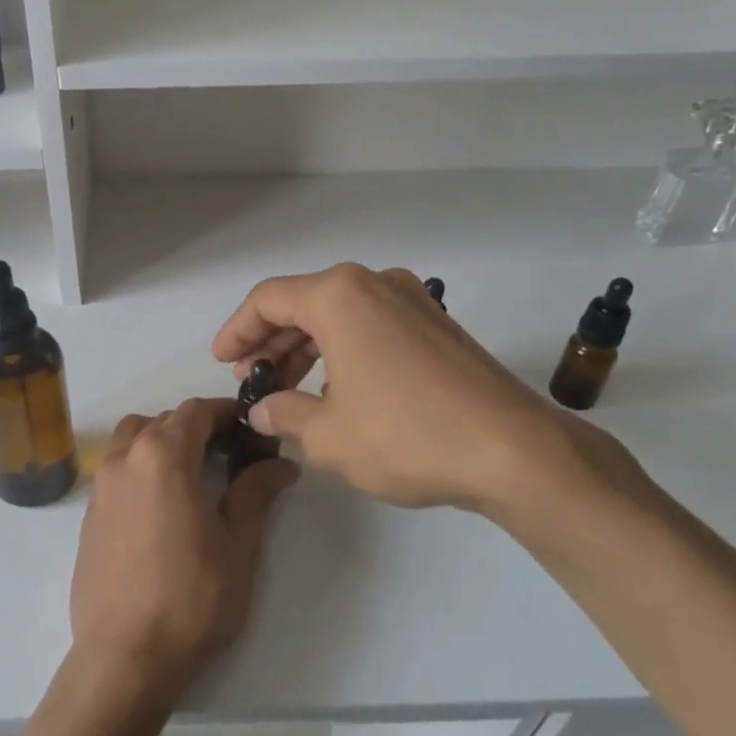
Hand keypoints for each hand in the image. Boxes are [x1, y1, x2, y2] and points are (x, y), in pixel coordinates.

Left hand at [70, 399, 299, 702]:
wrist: (126, 656)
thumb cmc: (192, 598)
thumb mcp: (238, 545)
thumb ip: (256, 494)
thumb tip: (281, 465)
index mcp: (162, 456)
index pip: (196, 411)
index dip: (225, 413)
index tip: (249, 428)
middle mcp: (124, 459)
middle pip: (162, 421)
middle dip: (196, 427)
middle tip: (228, 453)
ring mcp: (100, 487)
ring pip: (131, 440)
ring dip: (161, 442)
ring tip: (190, 474)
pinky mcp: (89, 516)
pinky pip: (116, 470)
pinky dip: (140, 468)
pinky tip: (161, 506)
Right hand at [212, 264, 651, 534]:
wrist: (513, 451)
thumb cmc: (406, 436)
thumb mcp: (327, 435)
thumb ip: (284, 414)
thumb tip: (262, 409)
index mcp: (339, 296)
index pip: (268, 300)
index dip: (237, 331)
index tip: (222, 363)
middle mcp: (375, 284)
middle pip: (304, 302)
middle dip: (271, 341)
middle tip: (252, 379)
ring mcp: (412, 300)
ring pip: (339, 314)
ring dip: (306, 346)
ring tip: (288, 387)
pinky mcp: (437, 324)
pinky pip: (371, 325)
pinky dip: (342, 349)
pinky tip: (336, 388)